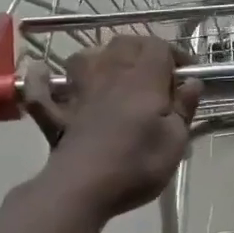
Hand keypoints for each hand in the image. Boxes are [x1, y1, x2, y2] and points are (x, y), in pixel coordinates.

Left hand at [24, 36, 200, 218]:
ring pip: (85, 57)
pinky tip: (41, 74)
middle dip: (143, 51)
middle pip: (124, 44)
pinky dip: (41, 80)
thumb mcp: (175, 140)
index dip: (176, 54)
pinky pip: (41, 89)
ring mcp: (79, 92)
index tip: (187, 74)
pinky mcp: (57, 114)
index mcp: (143, 79)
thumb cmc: (137, 164)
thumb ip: (184, 108)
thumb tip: (192, 82)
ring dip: (100, 58)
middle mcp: (109, 75)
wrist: (83, 188)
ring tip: (114, 73)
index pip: (158, 46)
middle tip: (157, 74)